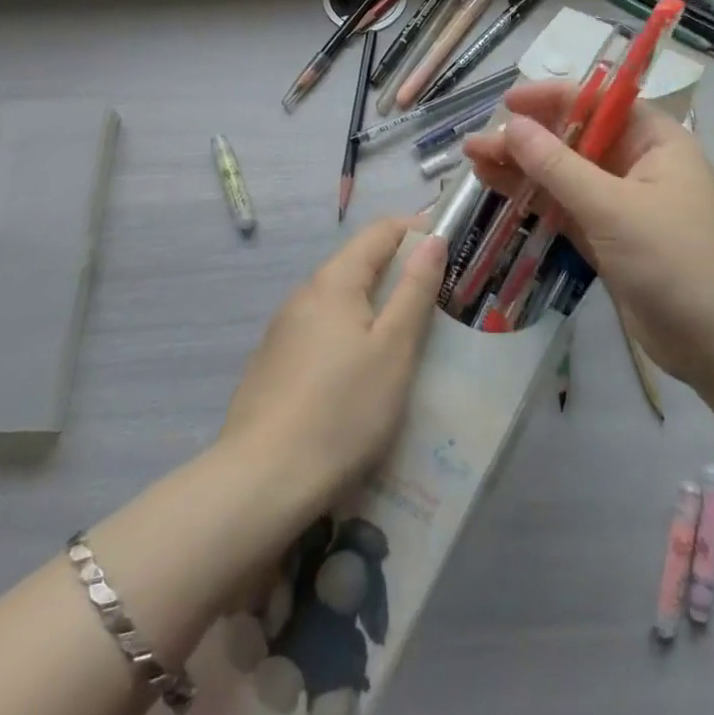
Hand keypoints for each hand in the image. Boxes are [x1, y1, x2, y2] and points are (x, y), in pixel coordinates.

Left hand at [220, 219, 445, 509]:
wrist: (261, 483)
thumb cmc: (342, 411)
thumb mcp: (393, 350)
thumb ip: (415, 290)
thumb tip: (432, 239)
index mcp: (333, 281)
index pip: (380, 231)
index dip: (418, 230)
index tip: (451, 250)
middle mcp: (304, 295)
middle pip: (359, 264)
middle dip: (400, 273)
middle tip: (440, 302)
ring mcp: (283, 331)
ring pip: (340, 302)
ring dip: (375, 307)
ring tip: (409, 340)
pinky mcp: (274, 364)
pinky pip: (322, 332)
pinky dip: (351, 336)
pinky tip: (363, 376)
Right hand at [462, 81, 713, 387]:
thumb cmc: (675, 261)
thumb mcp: (612, 208)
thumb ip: (557, 166)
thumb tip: (511, 125)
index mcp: (654, 140)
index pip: (598, 101)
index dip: (551, 97)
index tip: (507, 104)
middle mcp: (637, 162)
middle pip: (574, 137)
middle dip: (526, 138)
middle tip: (476, 144)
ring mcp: (621, 201)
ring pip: (563, 172)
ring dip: (522, 167)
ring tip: (473, 161)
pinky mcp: (607, 234)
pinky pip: (564, 205)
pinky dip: (533, 197)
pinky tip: (497, 188)